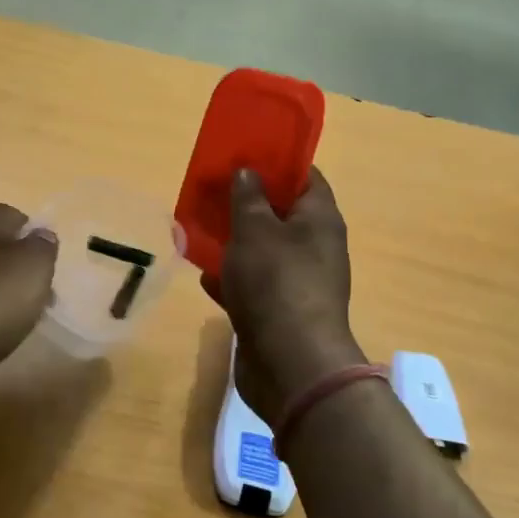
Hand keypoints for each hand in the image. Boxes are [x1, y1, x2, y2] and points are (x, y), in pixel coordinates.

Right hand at [218, 167, 366, 426]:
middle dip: (247, 202)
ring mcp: (297, 283)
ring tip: (200, 227)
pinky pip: (252, 286)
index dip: (279, 162)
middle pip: (280, 214)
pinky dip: (231, 280)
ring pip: (263, 251)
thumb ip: (248, 197)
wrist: (289, 364)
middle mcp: (314, 248)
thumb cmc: (276, 283)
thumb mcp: (256, 230)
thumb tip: (248, 170)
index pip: (306, 177)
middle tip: (214, 189)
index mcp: (319, 220)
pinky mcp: (278, 312)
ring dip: (234, 242)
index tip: (246, 153)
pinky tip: (204, 275)